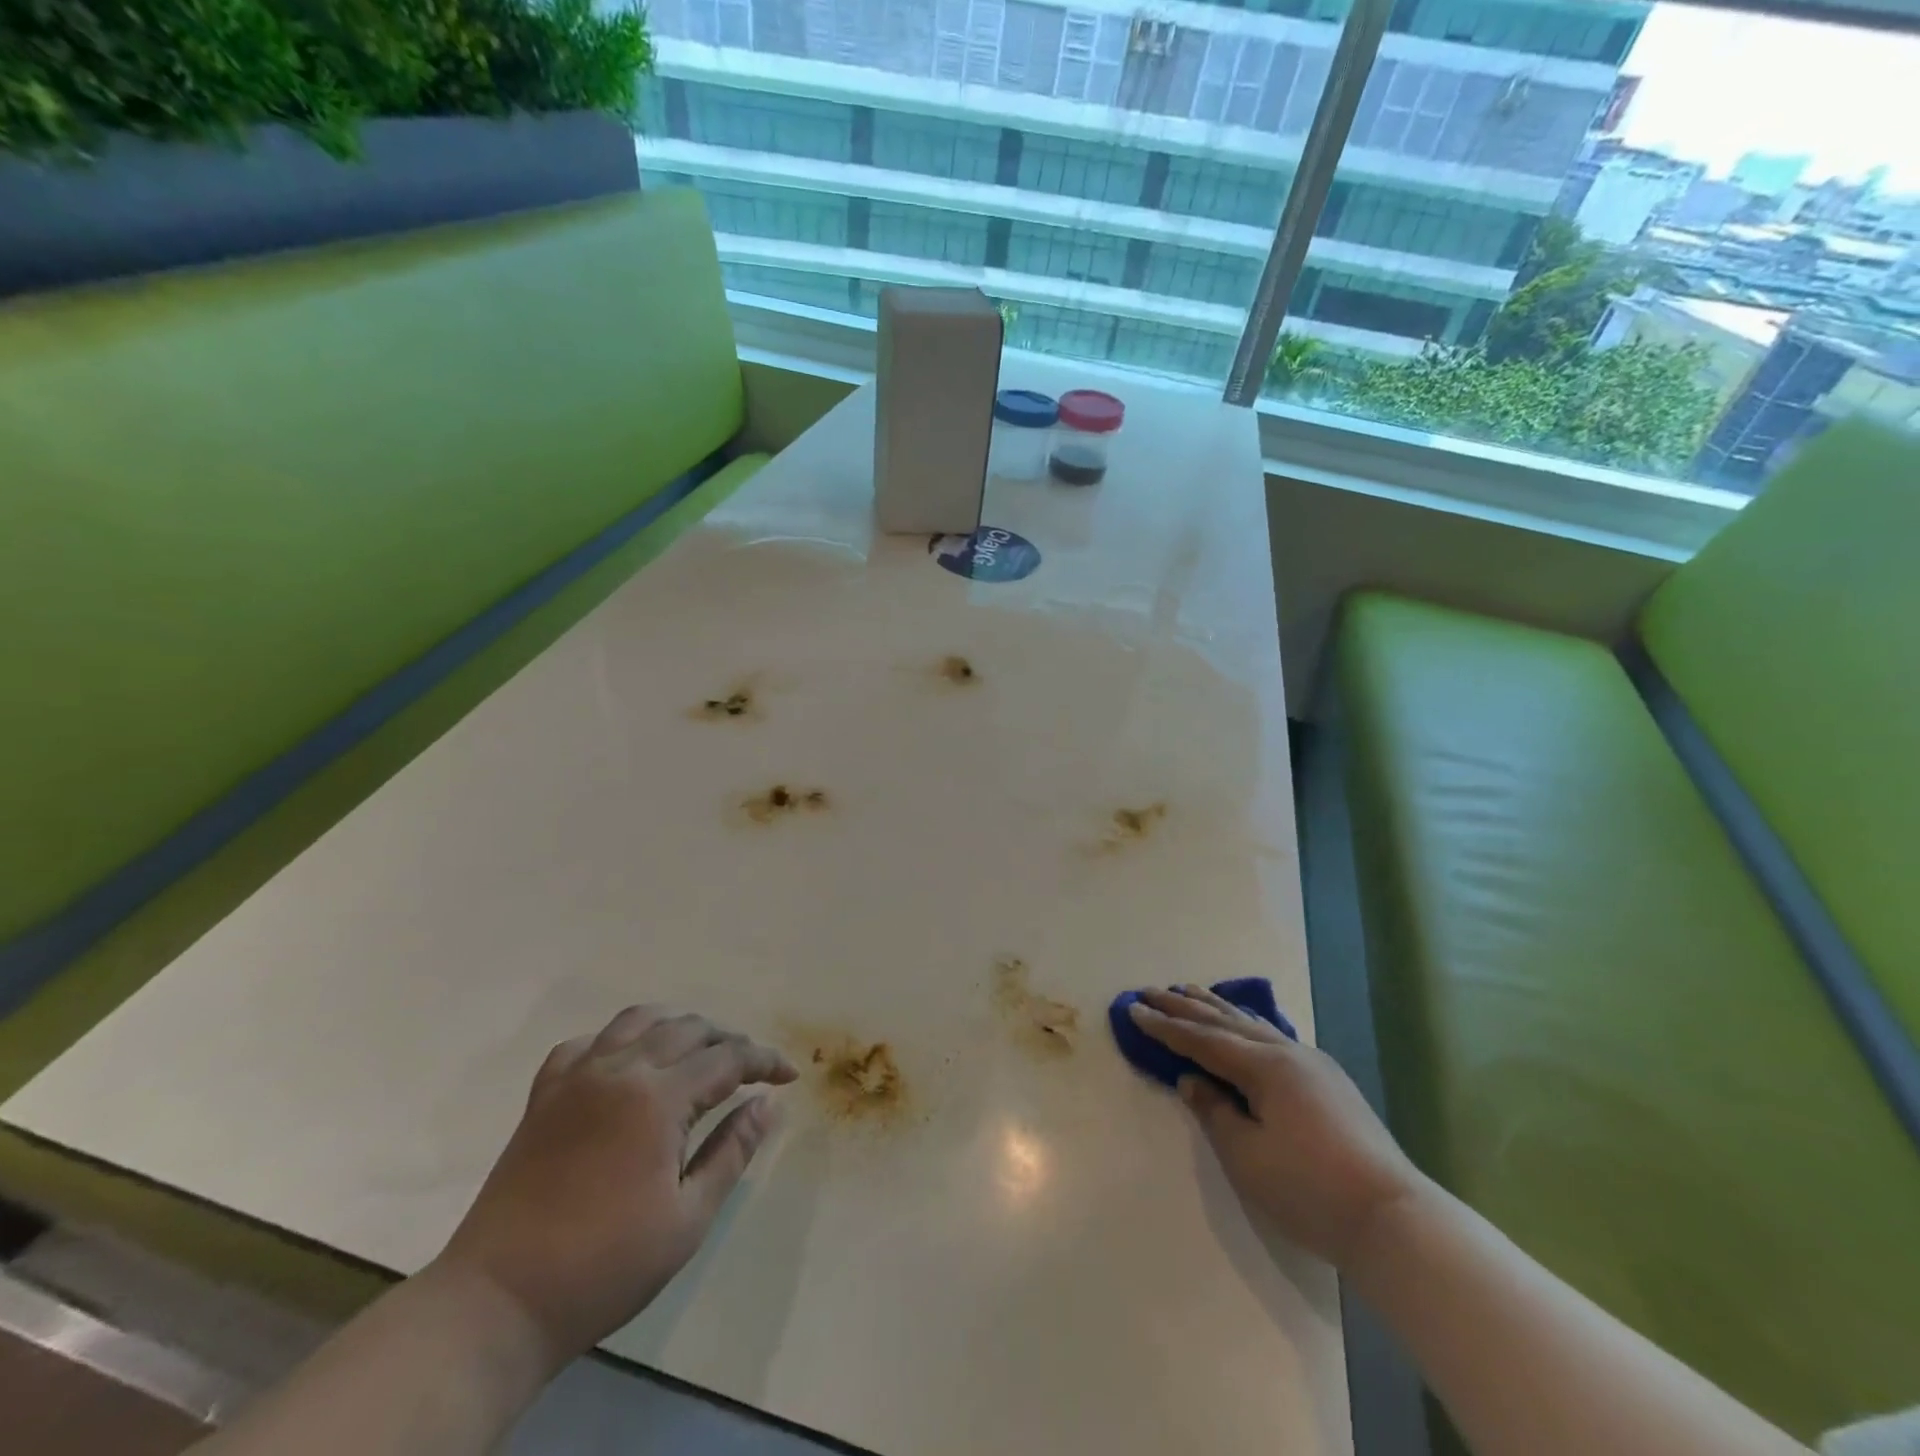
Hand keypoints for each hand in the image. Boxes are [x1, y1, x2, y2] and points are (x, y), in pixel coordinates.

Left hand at [434, 1006, 797, 1366]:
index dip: (764, 1061)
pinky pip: (587, 1043)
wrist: (498, 1303)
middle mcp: (619, 1069)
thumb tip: (768, 1103)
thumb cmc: (605, 1267)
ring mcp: (576, 1077)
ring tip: (699, 1052)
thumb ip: (732, 1150)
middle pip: (688, 1028)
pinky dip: (619, 1040)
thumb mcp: (688, 1218)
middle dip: (729, 1041)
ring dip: (679, 1027)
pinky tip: (629, 1063)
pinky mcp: (545, 1094)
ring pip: (639, 1020)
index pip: (728, 1057)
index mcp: (657, 1098)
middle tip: (751, 1069)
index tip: (788, 1077)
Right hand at [1128, 985, 1420, 1269]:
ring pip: (1253, 1024)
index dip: (1165, 1026)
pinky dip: (1247, 1024)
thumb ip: (1214, 1111)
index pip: (1202, 1039)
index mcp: (1264, 1066)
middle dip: (1185, 1007)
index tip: (1133, 1008)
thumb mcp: (1247, 1156)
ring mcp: (1313, 1064)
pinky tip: (1246, 1023)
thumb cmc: (1310, 1189)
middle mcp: (1287, 1053)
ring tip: (1190, 991)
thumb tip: (1191, 1080)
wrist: (1395, 1219)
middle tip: (1152, 990)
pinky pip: (1274, 1036)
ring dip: (1217, 1008)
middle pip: (1225, 1022)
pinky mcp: (1329, 1082)